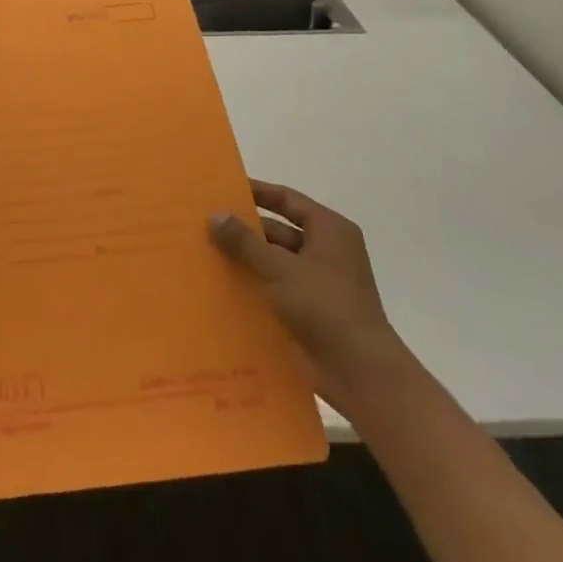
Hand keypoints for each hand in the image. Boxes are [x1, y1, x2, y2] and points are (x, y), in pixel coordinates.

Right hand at [209, 180, 412, 412]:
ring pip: (273, 262)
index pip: (287, 200)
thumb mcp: (280, 268)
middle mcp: (326, 252)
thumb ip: (245, 241)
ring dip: (244, 260)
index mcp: (329, 231)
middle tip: (203, 225)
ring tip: (202, 254)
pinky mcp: (309, 311)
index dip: (256, 192)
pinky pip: (274, 289)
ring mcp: (318, 283)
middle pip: (278, 231)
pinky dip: (252, 286)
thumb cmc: (325, 306)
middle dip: (243, 230)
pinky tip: (219, 287)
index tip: (222, 189)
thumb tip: (215, 215)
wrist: (360, 373)